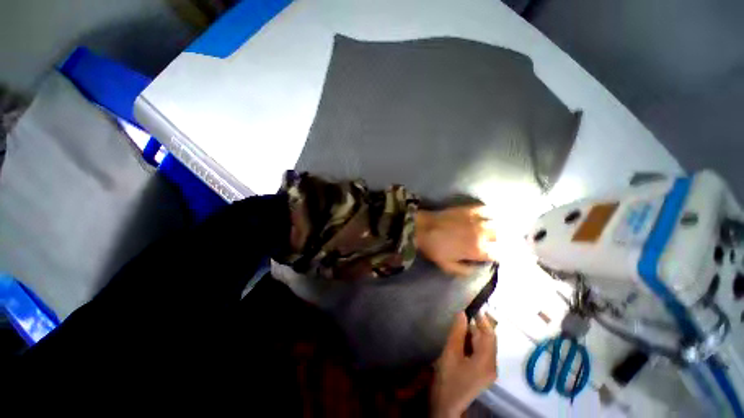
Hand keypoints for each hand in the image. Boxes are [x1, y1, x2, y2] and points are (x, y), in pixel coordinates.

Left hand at [415, 205, 496, 276]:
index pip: (498, 254)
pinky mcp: (469, 210)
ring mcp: (476, 220)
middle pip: (500, 238)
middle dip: (498, 241)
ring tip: (492, 230)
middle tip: (493, 242)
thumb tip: (477, 270)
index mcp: (477, 250)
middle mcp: (481, 235)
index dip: (497, 256)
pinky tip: (486, 215)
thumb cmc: (434, 248)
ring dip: (495, 228)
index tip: (494, 255)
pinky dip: (488, 213)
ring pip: (495, 224)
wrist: (423, 228)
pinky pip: (485, 209)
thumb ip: (464, 271)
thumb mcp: (447, 265)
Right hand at [432, 312, 497, 417]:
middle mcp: (492, 366)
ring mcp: (488, 371)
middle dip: (477, 326)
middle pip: (488, 340)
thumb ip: (457, 332)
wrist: (445, 405)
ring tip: (459, 326)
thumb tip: (462, 313)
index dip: (483, 319)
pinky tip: (461, 340)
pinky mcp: (482, 373)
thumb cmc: (448, 379)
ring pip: (483, 346)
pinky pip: (480, 352)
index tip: (473, 306)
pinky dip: (472, 343)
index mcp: (487, 361)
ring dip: (473, 334)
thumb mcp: (451, 352)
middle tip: (462, 315)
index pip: (489, 335)